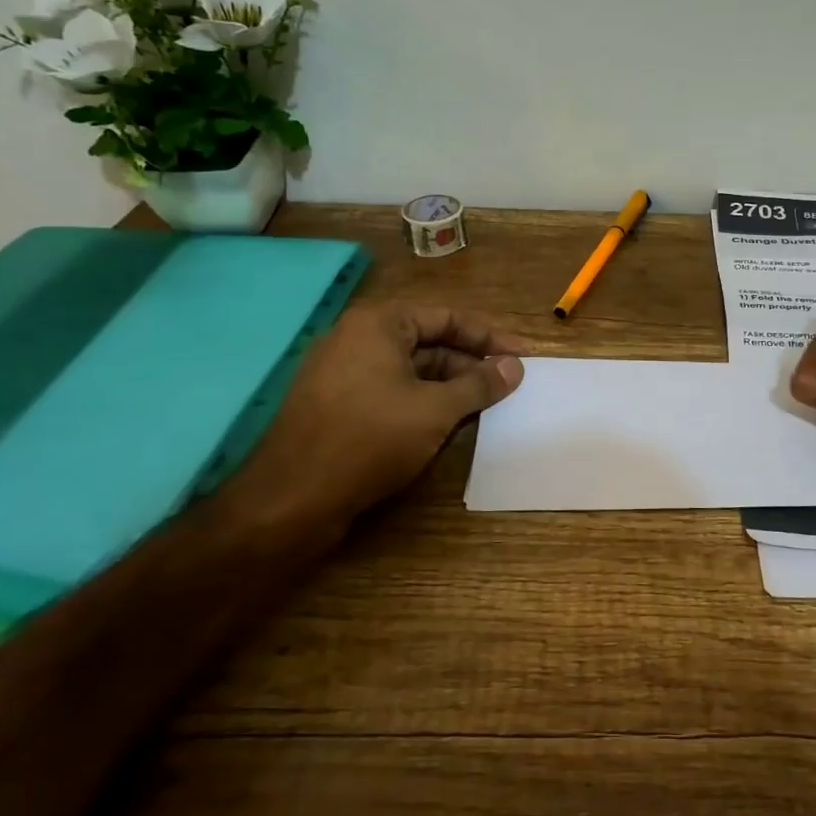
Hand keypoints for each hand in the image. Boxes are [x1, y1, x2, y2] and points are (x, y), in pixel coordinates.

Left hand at [243, 302, 524, 535]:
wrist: (291, 499)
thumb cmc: (370, 439)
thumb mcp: (435, 410)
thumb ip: (479, 384)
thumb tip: (514, 367)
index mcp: (379, 323)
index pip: (448, 317)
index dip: (491, 338)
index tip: (525, 356)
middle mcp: (358, 338)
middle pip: (430, 342)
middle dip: (471, 364)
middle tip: (510, 385)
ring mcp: (344, 372)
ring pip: (412, 370)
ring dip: (450, 386)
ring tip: (488, 407)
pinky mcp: (338, 404)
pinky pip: (392, 391)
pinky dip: (423, 402)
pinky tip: (449, 424)